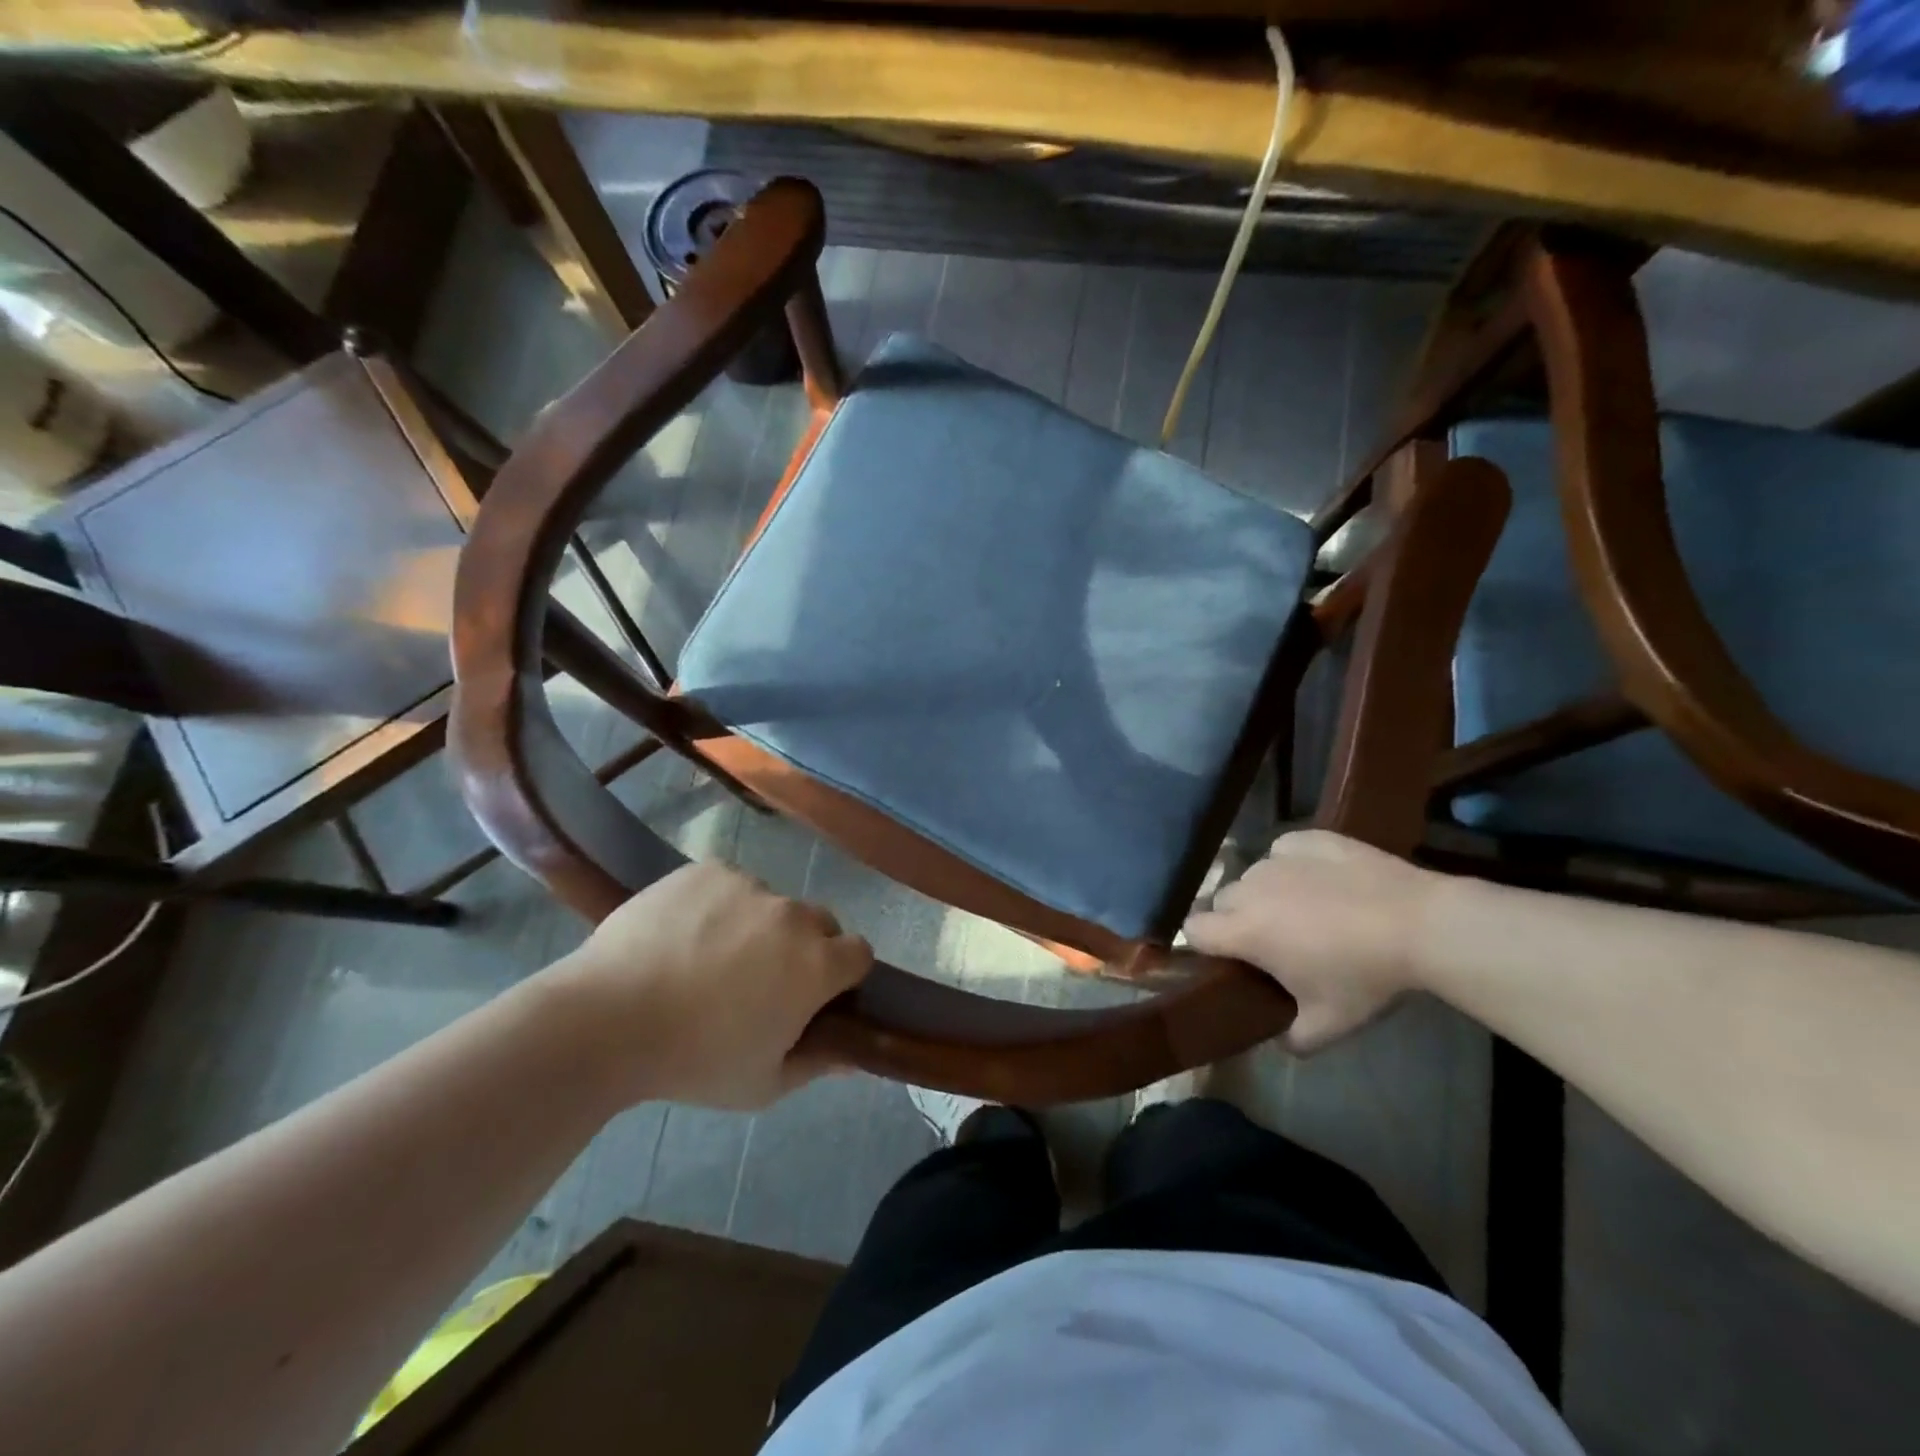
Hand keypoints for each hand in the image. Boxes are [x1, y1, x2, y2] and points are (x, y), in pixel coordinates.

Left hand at [546, 863, 871, 1108]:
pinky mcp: (709, 870)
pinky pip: (730, 885)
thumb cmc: (694, 1061)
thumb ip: (817, 1063)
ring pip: (771, 903)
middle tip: (761, 981)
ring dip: (758, 926)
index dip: (842, 975)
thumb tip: (853, 1054)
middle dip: (804, 948)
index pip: (859, 952)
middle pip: (819, 923)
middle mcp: (793, 915)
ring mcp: (750, 885)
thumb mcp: (763, 1084)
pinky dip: (719, 905)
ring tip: (709, 959)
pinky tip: (684, 935)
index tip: (816, 996)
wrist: (608, 1019)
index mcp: (817, 964)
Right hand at [1184, 830, 1442, 1052]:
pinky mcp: (1306, 839)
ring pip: (1252, 875)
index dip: (1203, 945)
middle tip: (1273, 941)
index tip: (1228, 958)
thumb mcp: (1329, 1025)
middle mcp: (1250, 889)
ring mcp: (1277, 858)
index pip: (1192, 930)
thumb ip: (1292, 1038)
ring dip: (1264, 893)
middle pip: (1221, 901)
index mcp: (1245, 931)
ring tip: (1304, 910)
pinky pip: (1282, 852)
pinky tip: (1321, 881)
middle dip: (1236, 919)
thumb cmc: (1366, 976)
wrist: (1421, 924)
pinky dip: (1291, 866)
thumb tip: (1279, 1038)